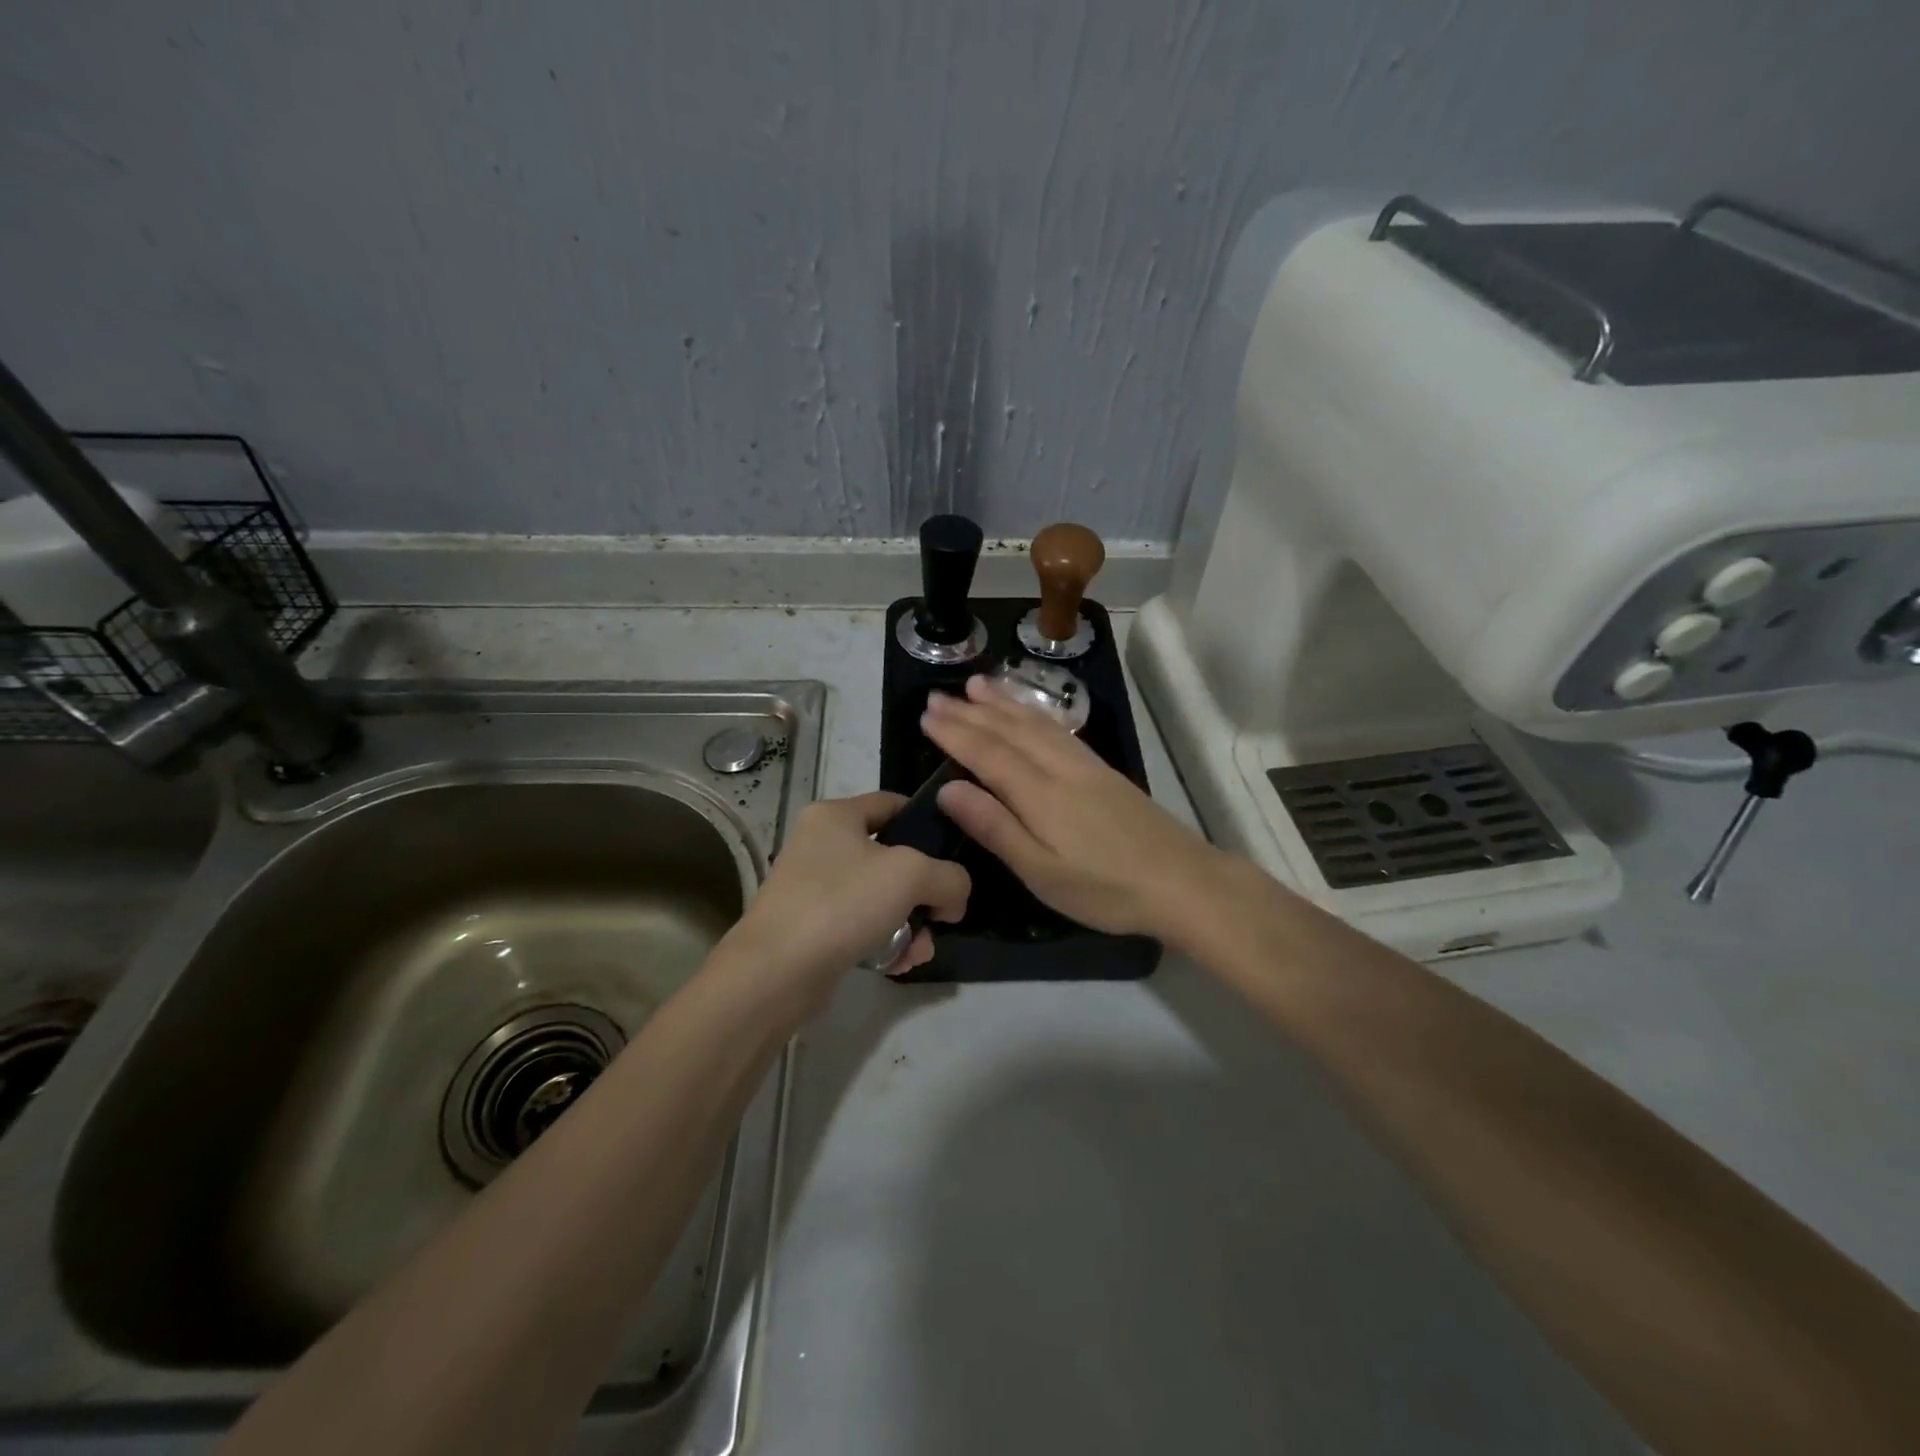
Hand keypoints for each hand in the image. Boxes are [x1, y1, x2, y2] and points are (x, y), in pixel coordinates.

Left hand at [715, 792, 970, 1012]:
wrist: (776, 972)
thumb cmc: (842, 903)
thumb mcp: (911, 875)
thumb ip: (949, 877)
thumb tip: (953, 898)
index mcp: (836, 815)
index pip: (894, 804)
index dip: (928, 823)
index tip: (955, 853)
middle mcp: (821, 844)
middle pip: (892, 858)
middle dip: (924, 892)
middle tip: (942, 918)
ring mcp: (814, 887)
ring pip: (881, 897)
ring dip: (910, 923)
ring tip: (919, 952)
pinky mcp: (812, 926)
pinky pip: (862, 925)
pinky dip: (886, 941)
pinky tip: (899, 964)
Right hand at [921, 675, 1228, 943]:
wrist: (1183, 882)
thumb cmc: (1105, 888)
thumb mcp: (1041, 871)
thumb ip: (995, 827)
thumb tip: (948, 788)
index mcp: (1039, 794)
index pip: (986, 753)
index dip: (954, 733)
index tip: (926, 715)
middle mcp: (1060, 768)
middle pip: (1009, 730)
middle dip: (970, 711)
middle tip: (937, 695)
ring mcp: (1085, 765)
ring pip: (1035, 723)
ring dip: (1002, 702)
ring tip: (976, 685)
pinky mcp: (1103, 770)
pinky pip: (1058, 728)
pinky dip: (1034, 712)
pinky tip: (1029, 712)